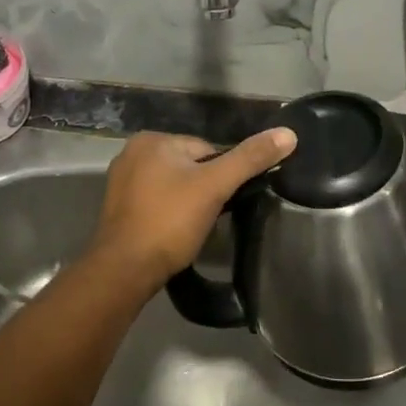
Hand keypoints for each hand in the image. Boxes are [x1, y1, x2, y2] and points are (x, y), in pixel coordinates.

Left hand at [85, 129, 296, 290]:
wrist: (124, 271)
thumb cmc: (170, 222)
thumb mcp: (215, 186)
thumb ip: (250, 159)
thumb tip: (288, 134)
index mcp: (152, 139)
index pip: (206, 150)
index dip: (220, 177)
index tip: (221, 202)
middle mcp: (132, 153)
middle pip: (189, 167)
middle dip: (202, 190)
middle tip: (206, 219)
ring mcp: (120, 181)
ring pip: (173, 185)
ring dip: (186, 203)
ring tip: (190, 229)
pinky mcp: (117, 208)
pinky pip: (156, 202)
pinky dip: (168, 214)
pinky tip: (172, 234)